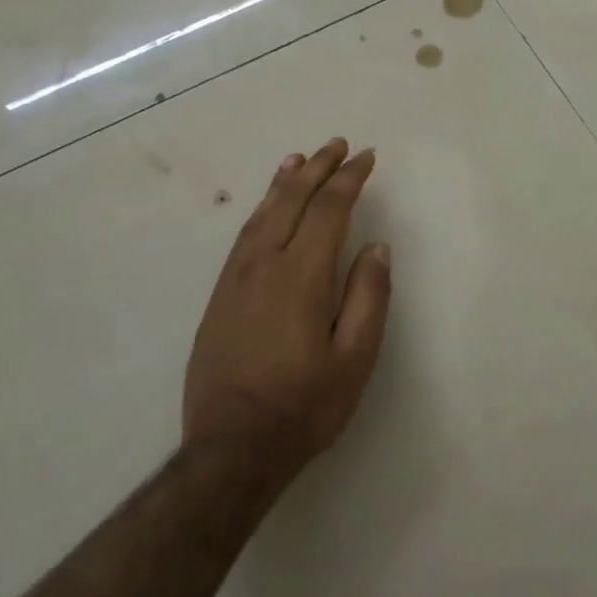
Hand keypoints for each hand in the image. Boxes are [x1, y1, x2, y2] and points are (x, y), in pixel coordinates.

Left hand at [183, 138, 391, 482]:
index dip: (349, 179)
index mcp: (302, 276)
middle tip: (338, 144)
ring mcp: (236, 279)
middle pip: (292, 200)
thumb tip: (376, 247)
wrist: (229, 451)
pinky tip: (267, 206)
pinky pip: (243, 236)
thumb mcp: (355, 359)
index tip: (366, 157)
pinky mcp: (219, 296)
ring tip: (300, 160)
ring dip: (285, 182)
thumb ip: (369, 297)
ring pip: (262, 213)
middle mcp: (264, 265)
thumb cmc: (303, 407)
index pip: (328, 210)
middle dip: (318, 169)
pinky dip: (260, 209)